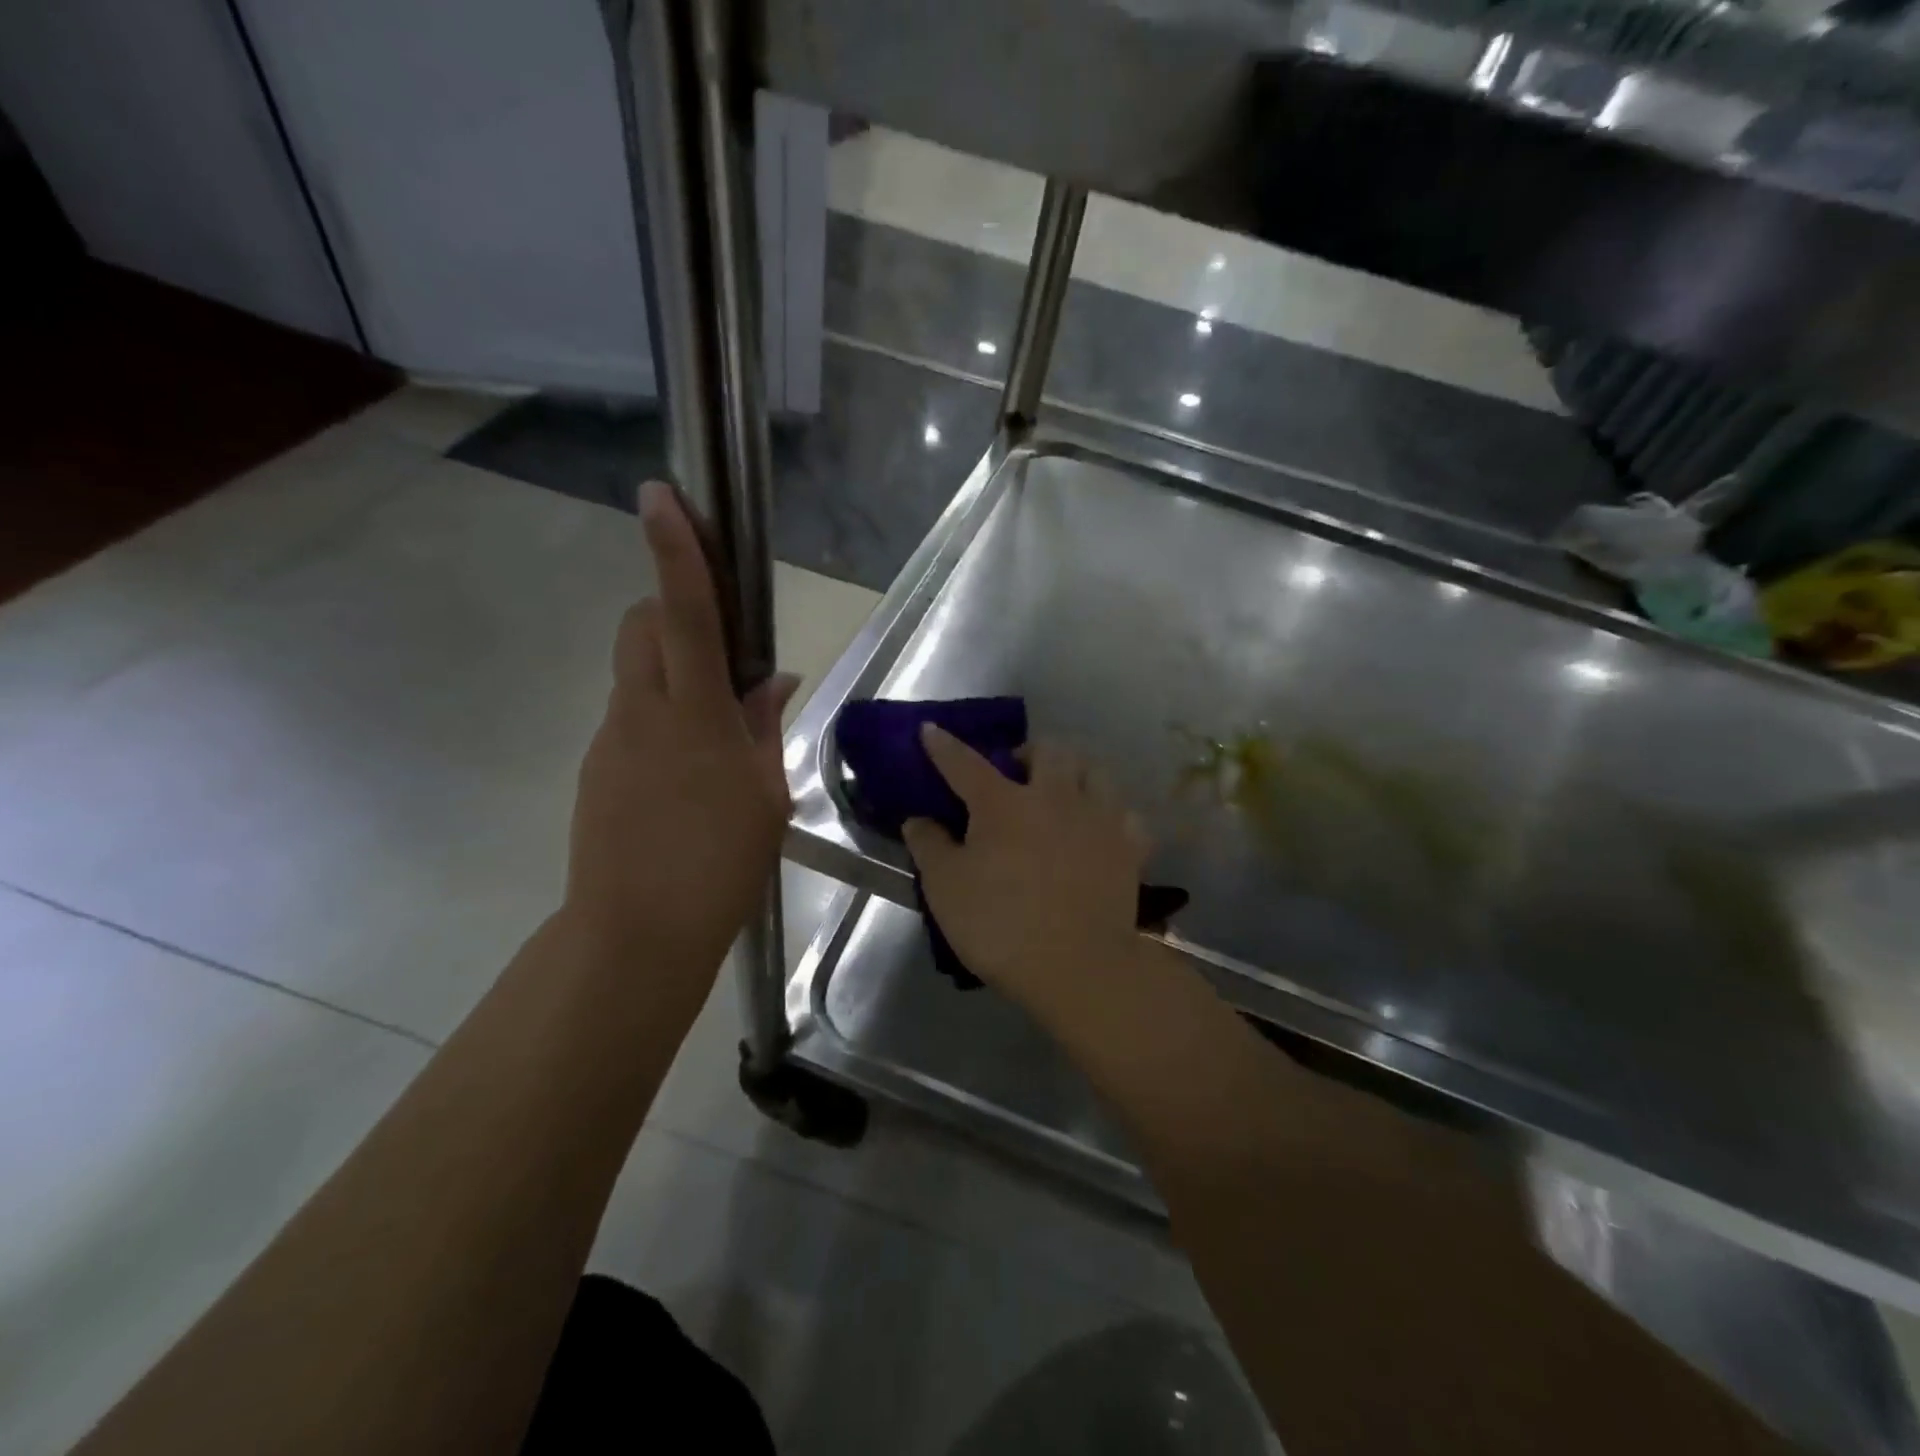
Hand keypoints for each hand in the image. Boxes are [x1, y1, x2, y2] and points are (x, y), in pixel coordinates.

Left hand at [564, 481, 796, 980]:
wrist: (634, 934)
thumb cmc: (718, 864)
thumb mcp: (765, 795)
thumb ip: (764, 727)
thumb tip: (774, 680)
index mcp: (694, 716)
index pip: (685, 614)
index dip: (676, 552)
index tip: (661, 496)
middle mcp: (641, 712)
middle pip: (640, 626)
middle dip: (668, 608)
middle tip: (715, 645)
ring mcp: (610, 740)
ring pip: (634, 673)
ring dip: (670, 671)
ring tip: (712, 733)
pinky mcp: (595, 768)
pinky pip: (629, 718)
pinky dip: (659, 716)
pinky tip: (685, 773)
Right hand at [903, 726, 1149, 1020]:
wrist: (1078, 966)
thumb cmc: (1001, 925)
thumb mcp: (946, 889)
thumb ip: (929, 846)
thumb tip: (917, 818)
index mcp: (1003, 803)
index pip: (965, 763)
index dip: (943, 746)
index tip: (931, 730)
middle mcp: (1054, 797)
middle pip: (1047, 750)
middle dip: (1028, 751)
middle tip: (1015, 773)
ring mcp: (1098, 818)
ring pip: (1094, 770)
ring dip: (1074, 770)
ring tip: (1063, 789)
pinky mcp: (1129, 846)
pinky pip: (1124, 812)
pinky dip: (1109, 812)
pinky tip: (1099, 826)